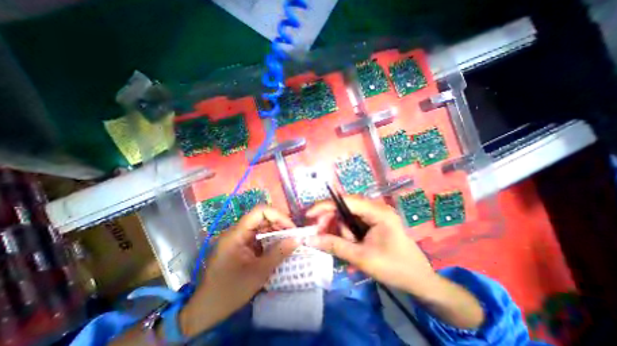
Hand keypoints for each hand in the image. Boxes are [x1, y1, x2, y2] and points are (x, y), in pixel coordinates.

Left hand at [182, 206, 298, 336]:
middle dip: (279, 224)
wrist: (205, 310)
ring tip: (288, 241)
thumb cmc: (230, 292)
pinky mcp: (240, 245)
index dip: (278, 216)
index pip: (260, 212)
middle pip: (262, 218)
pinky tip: (278, 247)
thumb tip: (298, 239)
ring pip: (261, 226)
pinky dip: (270, 239)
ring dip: (276, 231)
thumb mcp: (259, 272)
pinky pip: (258, 236)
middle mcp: (237, 231)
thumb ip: (279, 253)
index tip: (291, 228)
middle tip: (293, 236)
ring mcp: (238, 238)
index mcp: (237, 234)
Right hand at [306, 196, 435, 295]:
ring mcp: (376, 214)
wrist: (421, 282)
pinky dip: (345, 230)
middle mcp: (376, 208)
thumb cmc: (395, 269)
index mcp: (378, 212)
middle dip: (331, 220)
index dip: (325, 205)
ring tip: (341, 244)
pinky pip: (353, 221)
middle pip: (345, 206)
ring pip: (348, 214)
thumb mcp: (362, 258)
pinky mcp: (374, 222)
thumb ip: (335, 246)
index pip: (346, 201)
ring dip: (339, 228)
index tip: (308, 215)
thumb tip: (310, 240)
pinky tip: (346, 242)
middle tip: (320, 235)